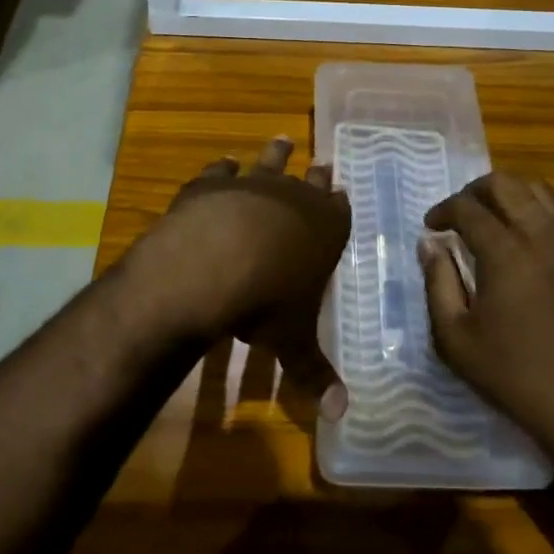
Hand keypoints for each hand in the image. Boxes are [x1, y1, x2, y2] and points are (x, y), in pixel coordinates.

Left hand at [129, 137, 351, 416]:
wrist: (211, 264)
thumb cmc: (265, 303)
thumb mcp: (292, 341)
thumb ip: (315, 373)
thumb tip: (342, 414)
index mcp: (324, 230)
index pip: (340, 209)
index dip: (340, 202)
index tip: (341, 189)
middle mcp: (294, 199)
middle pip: (311, 180)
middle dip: (317, 173)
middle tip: (323, 161)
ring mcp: (252, 186)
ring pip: (270, 162)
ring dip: (276, 153)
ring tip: (282, 140)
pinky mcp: (213, 183)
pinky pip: (222, 170)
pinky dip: (223, 168)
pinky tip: (224, 163)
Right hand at [420, 173, 553, 472]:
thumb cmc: (514, 373)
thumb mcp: (456, 337)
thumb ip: (437, 282)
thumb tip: (430, 245)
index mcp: (506, 250)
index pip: (468, 207)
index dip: (443, 210)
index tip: (432, 227)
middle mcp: (544, 233)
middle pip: (507, 184)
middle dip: (475, 191)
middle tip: (461, 214)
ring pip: (541, 192)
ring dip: (511, 197)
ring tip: (494, 221)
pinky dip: (538, 217)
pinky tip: (528, 248)